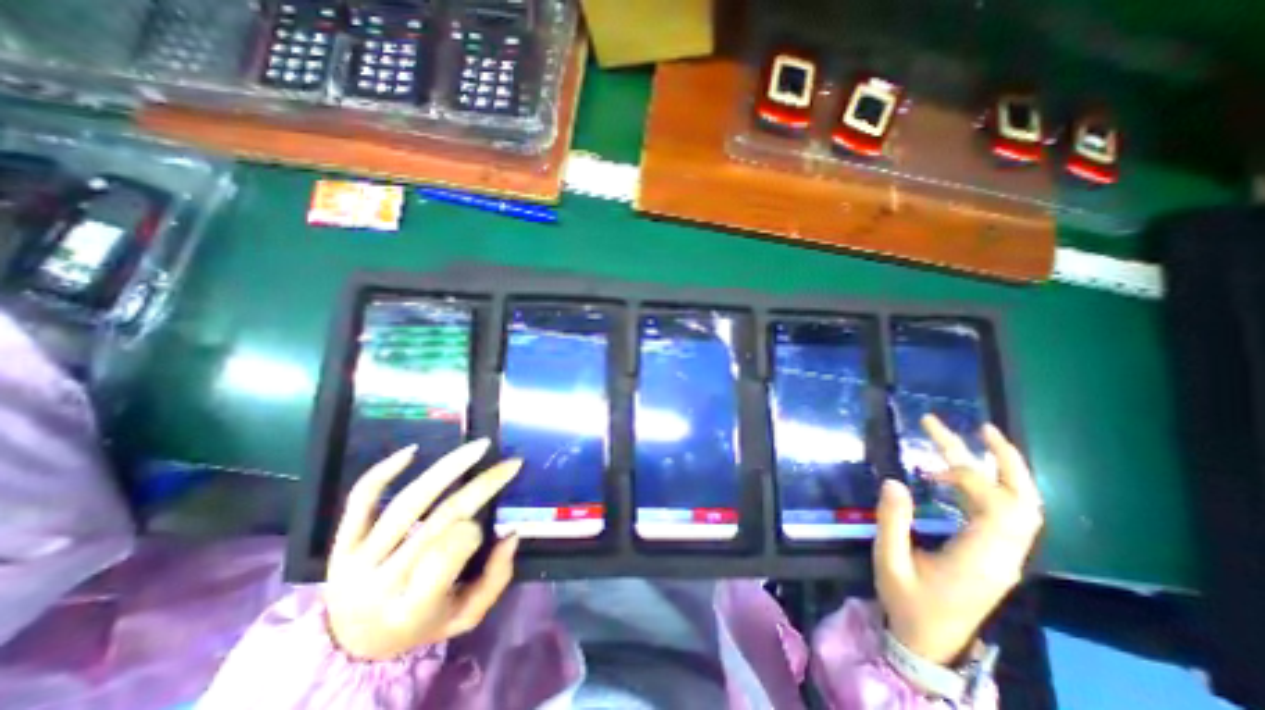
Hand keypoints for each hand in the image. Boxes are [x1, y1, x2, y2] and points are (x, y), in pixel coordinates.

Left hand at [326, 439, 527, 658]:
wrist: (353, 643)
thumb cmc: (421, 626)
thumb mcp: (465, 616)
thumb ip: (495, 579)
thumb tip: (512, 534)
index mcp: (412, 608)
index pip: (447, 556)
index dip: (473, 532)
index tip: (489, 524)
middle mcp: (380, 582)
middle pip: (438, 520)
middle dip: (482, 486)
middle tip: (510, 464)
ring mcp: (355, 560)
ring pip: (408, 503)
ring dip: (448, 468)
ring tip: (479, 447)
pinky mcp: (340, 543)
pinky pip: (361, 501)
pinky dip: (384, 472)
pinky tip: (414, 450)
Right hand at [877, 412, 1043, 666]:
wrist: (931, 643)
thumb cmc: (907, 602)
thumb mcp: (889, 561)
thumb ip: (892, 520)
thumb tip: (894, 480)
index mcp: (980, 559)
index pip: (997, 507)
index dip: (968, 477)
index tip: (930, 464)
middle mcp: (1003, 555)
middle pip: (1025, 502)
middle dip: (1006, 461)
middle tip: (982, 428)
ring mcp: (1004, 556)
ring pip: (1023, 507)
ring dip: (1002, 471)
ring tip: (974, 441)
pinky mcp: (995, 555)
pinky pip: (1005, 515)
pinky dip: (987, 488)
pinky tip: (956, 478)